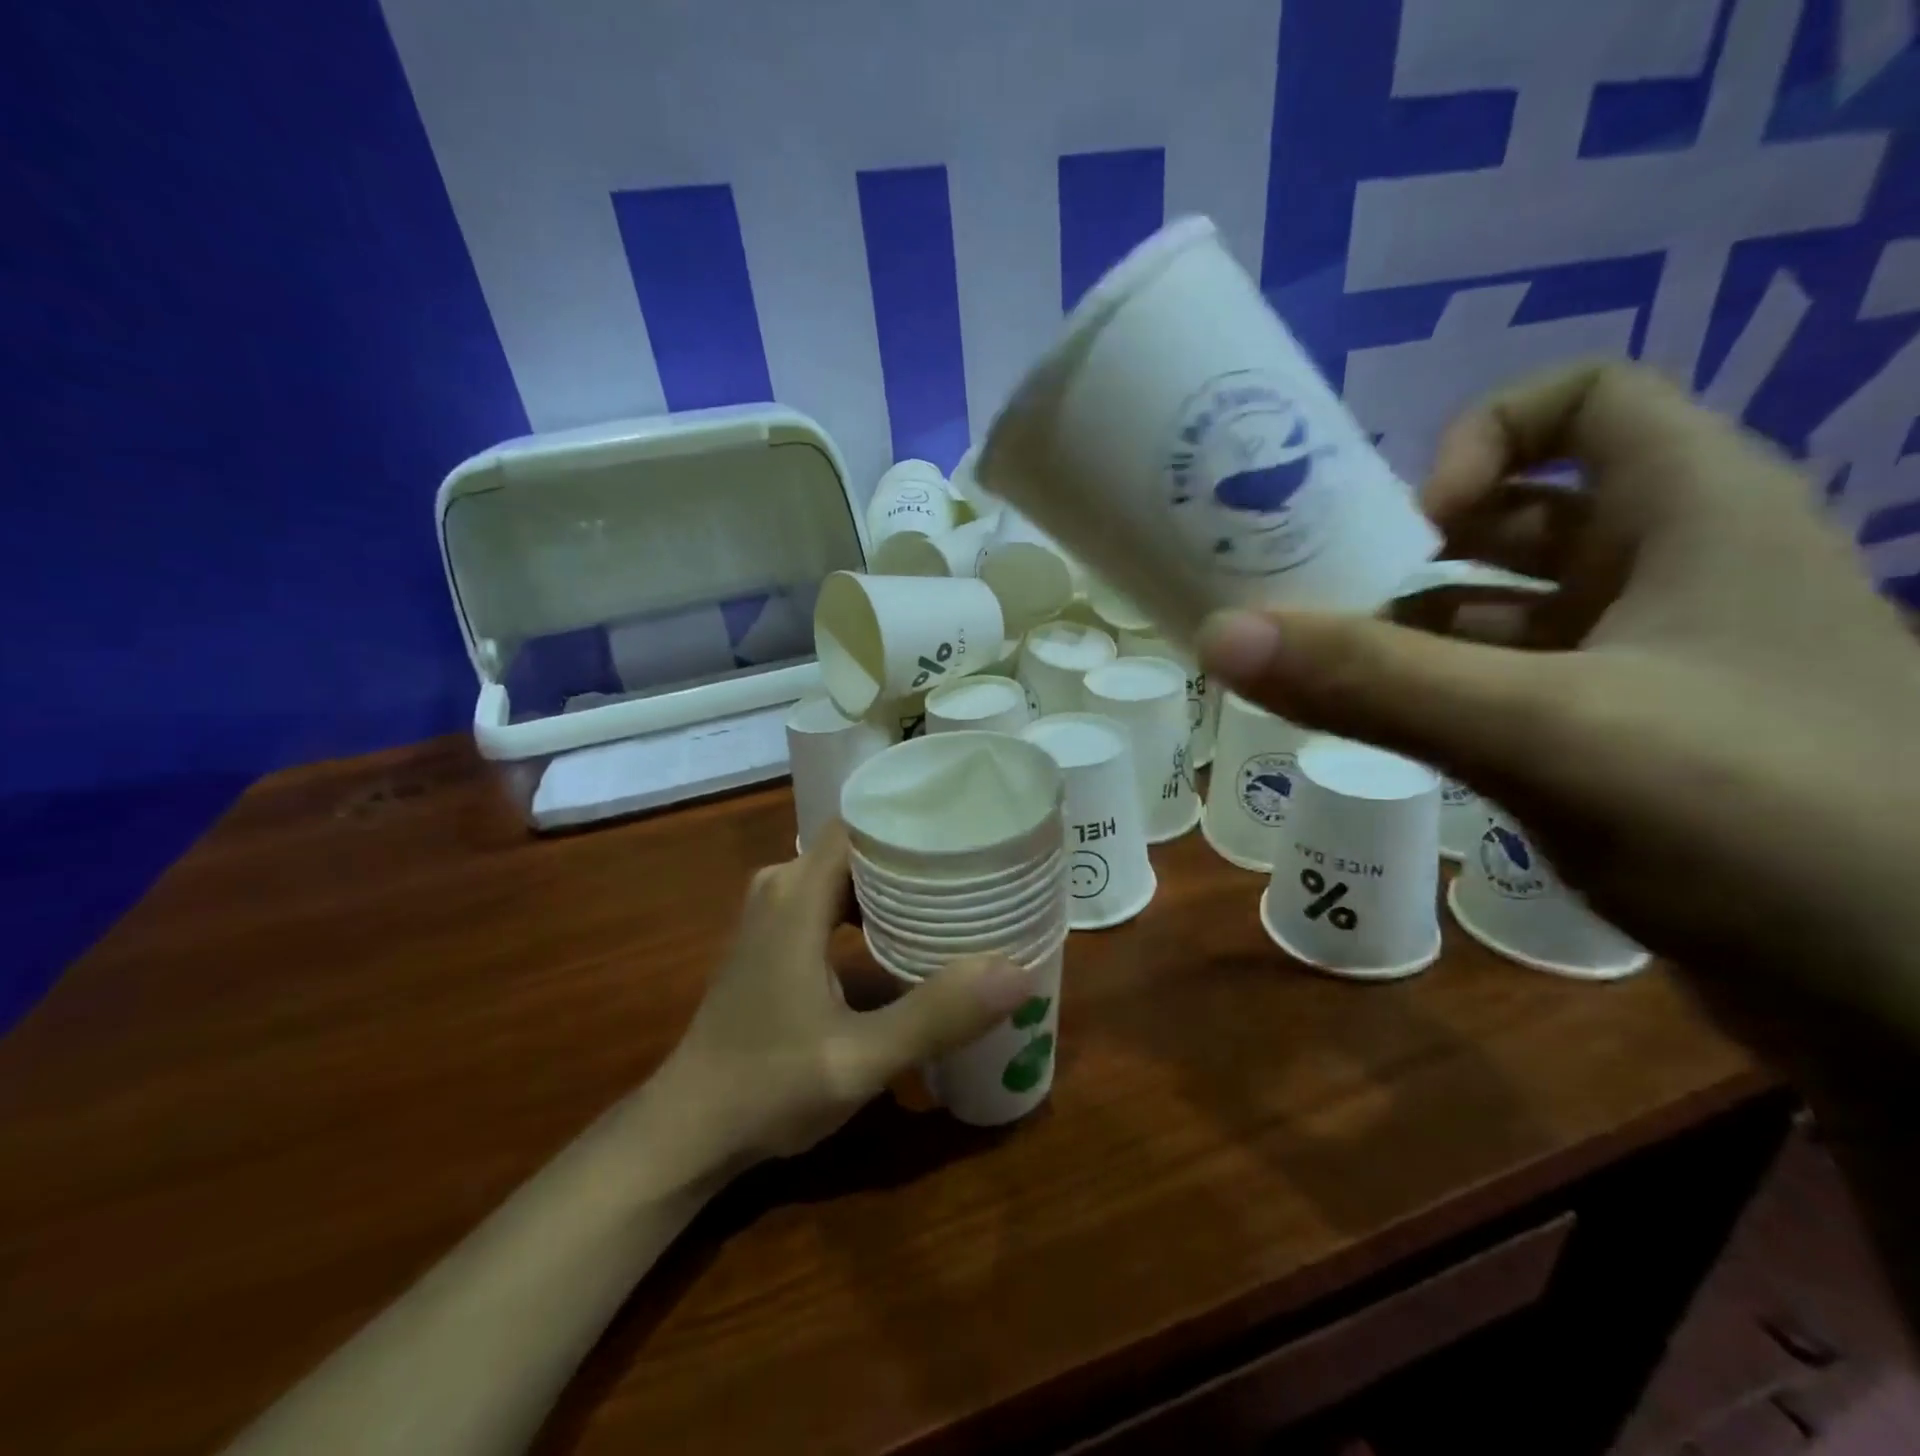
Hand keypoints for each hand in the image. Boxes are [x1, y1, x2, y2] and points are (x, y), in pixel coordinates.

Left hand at [654, 822, 1039, 1168]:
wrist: (688, 1130)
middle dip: (916, 852)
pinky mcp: (775, 939)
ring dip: (895, 882)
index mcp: (797, 894)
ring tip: (958, 891)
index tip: (970, 826)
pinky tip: (910, 934)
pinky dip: (872, 908)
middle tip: (980, 863)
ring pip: (846, 873)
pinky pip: (832, 900)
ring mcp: (773, 913)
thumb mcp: (860, 1059)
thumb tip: (1018, 972)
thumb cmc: (767, 1088)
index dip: (913, 819)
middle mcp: (782, 887)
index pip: (861, 822)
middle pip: (859, 845)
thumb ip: (937, 1015)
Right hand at [1197, 362, 1919, 1035]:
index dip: (1486, 436)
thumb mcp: (1541, 732)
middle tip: (1321, 597)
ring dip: (1416, 630)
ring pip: (1512, 611)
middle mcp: (1680, 571)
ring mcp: (1659, 663)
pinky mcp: (1635, 740)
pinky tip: (1385, 729)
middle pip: (1527, 511)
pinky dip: (1445, 692)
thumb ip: (1372, 681)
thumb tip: (1220, 635)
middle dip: (1416, 546)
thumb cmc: (1756, 819)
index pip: (1587, 398)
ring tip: (1325, 671)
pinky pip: (1517, 684)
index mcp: (1694, 515)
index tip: (1411, 524)